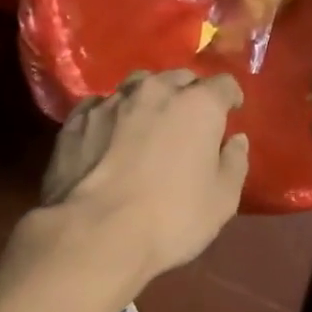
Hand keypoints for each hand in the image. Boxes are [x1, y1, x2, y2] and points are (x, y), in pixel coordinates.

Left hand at [40, 69, 248, 283]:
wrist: (95, 233)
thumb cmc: (172, 218)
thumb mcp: (222, 200)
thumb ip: (234, 163)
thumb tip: (235, 141)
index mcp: (197, 105)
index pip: (223, 84)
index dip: (230, 98)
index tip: (230, 112)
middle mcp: (154, 91)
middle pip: (178, 78)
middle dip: (188, 93)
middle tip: (190, 121)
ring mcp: (110, 102)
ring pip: (137, 86)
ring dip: (148, 100)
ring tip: (147, 123)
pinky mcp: (76, 120)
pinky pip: (100, 106)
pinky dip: (111, 116)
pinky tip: (108, 137)